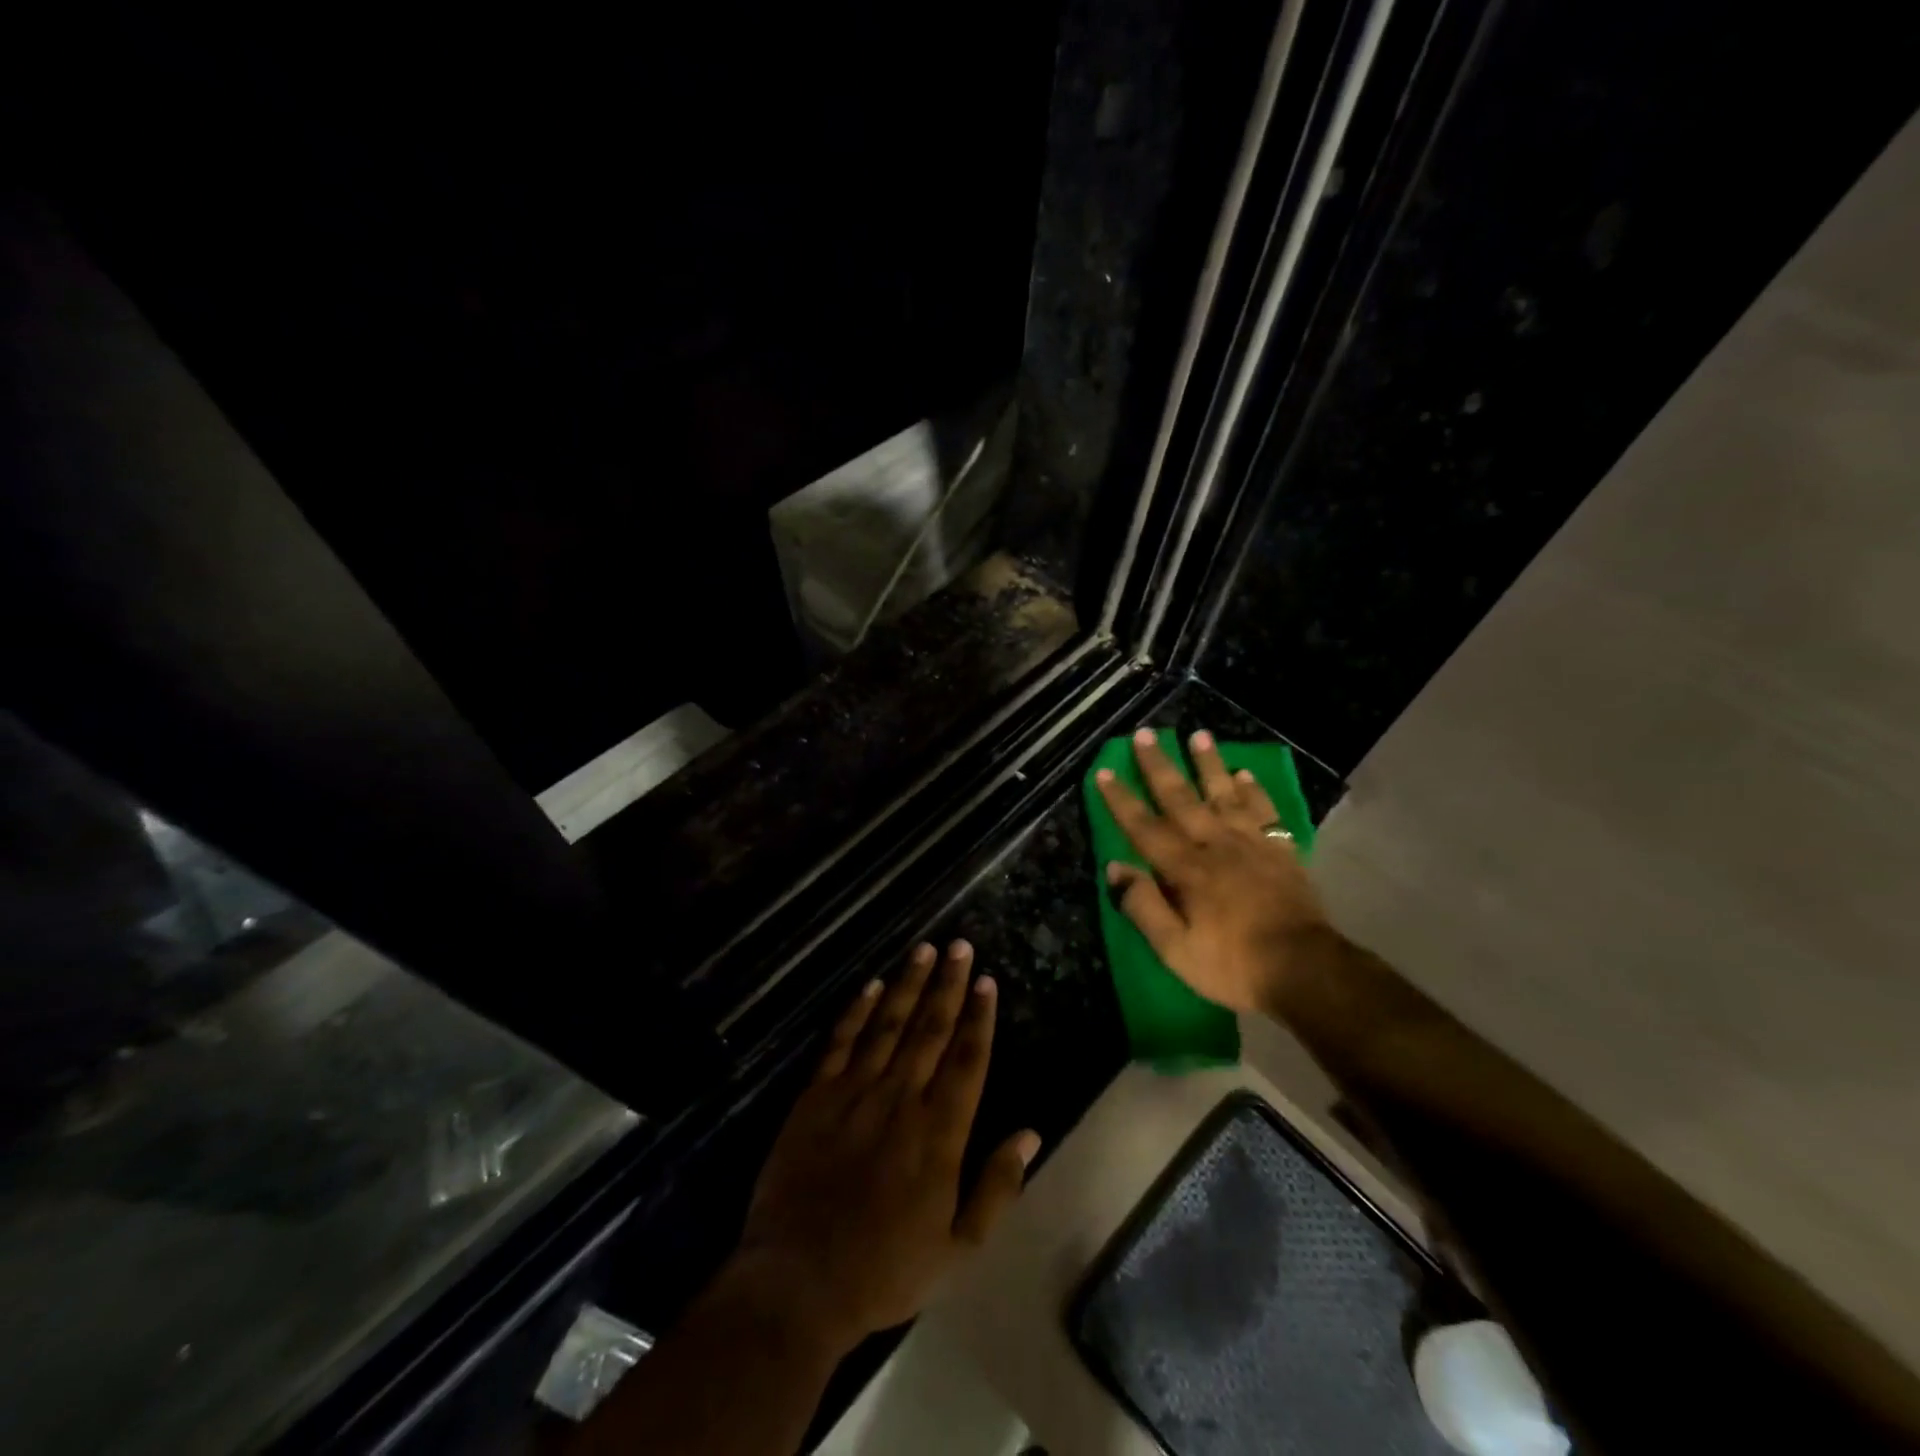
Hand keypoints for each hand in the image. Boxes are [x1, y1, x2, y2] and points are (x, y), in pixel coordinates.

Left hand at [731, 941, 1040, 1354]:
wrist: (797, 1283)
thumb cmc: (885, 1270)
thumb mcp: (957, 1248)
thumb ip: (997, 1187)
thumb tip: (1031, 1134)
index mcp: (938, 1133)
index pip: (966, 1060)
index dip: (979, 1018)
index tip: (987, 981)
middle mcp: (900, 1099)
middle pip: (930, 1029)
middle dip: (948, 984)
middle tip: (961, 945)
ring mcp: (854, 1093)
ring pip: (889, 1025)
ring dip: (908, 984)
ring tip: (925, 949)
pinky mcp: (815, 1097)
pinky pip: (841, 1042)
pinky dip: (857, 1011)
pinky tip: (871, 985)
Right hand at [1095, 727, 1330, 1012]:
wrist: (1306, 969)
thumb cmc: (1233, 964)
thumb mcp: (1176, 950)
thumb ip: (1144, 907)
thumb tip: (1115, 869)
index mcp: (1186, 869)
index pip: (1145, 827)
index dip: (1122, 800)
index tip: (1105, 771)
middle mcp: (1216, 846)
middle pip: (1182, 799)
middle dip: (1160, 766)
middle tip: (1146, 734)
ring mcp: (1252, 845)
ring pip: (1225, 795)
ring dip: (1209, 764)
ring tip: (1199, 735)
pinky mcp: (1281, 852)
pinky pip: (1264, 812)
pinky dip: (1254, 791)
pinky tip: (1244, 774)